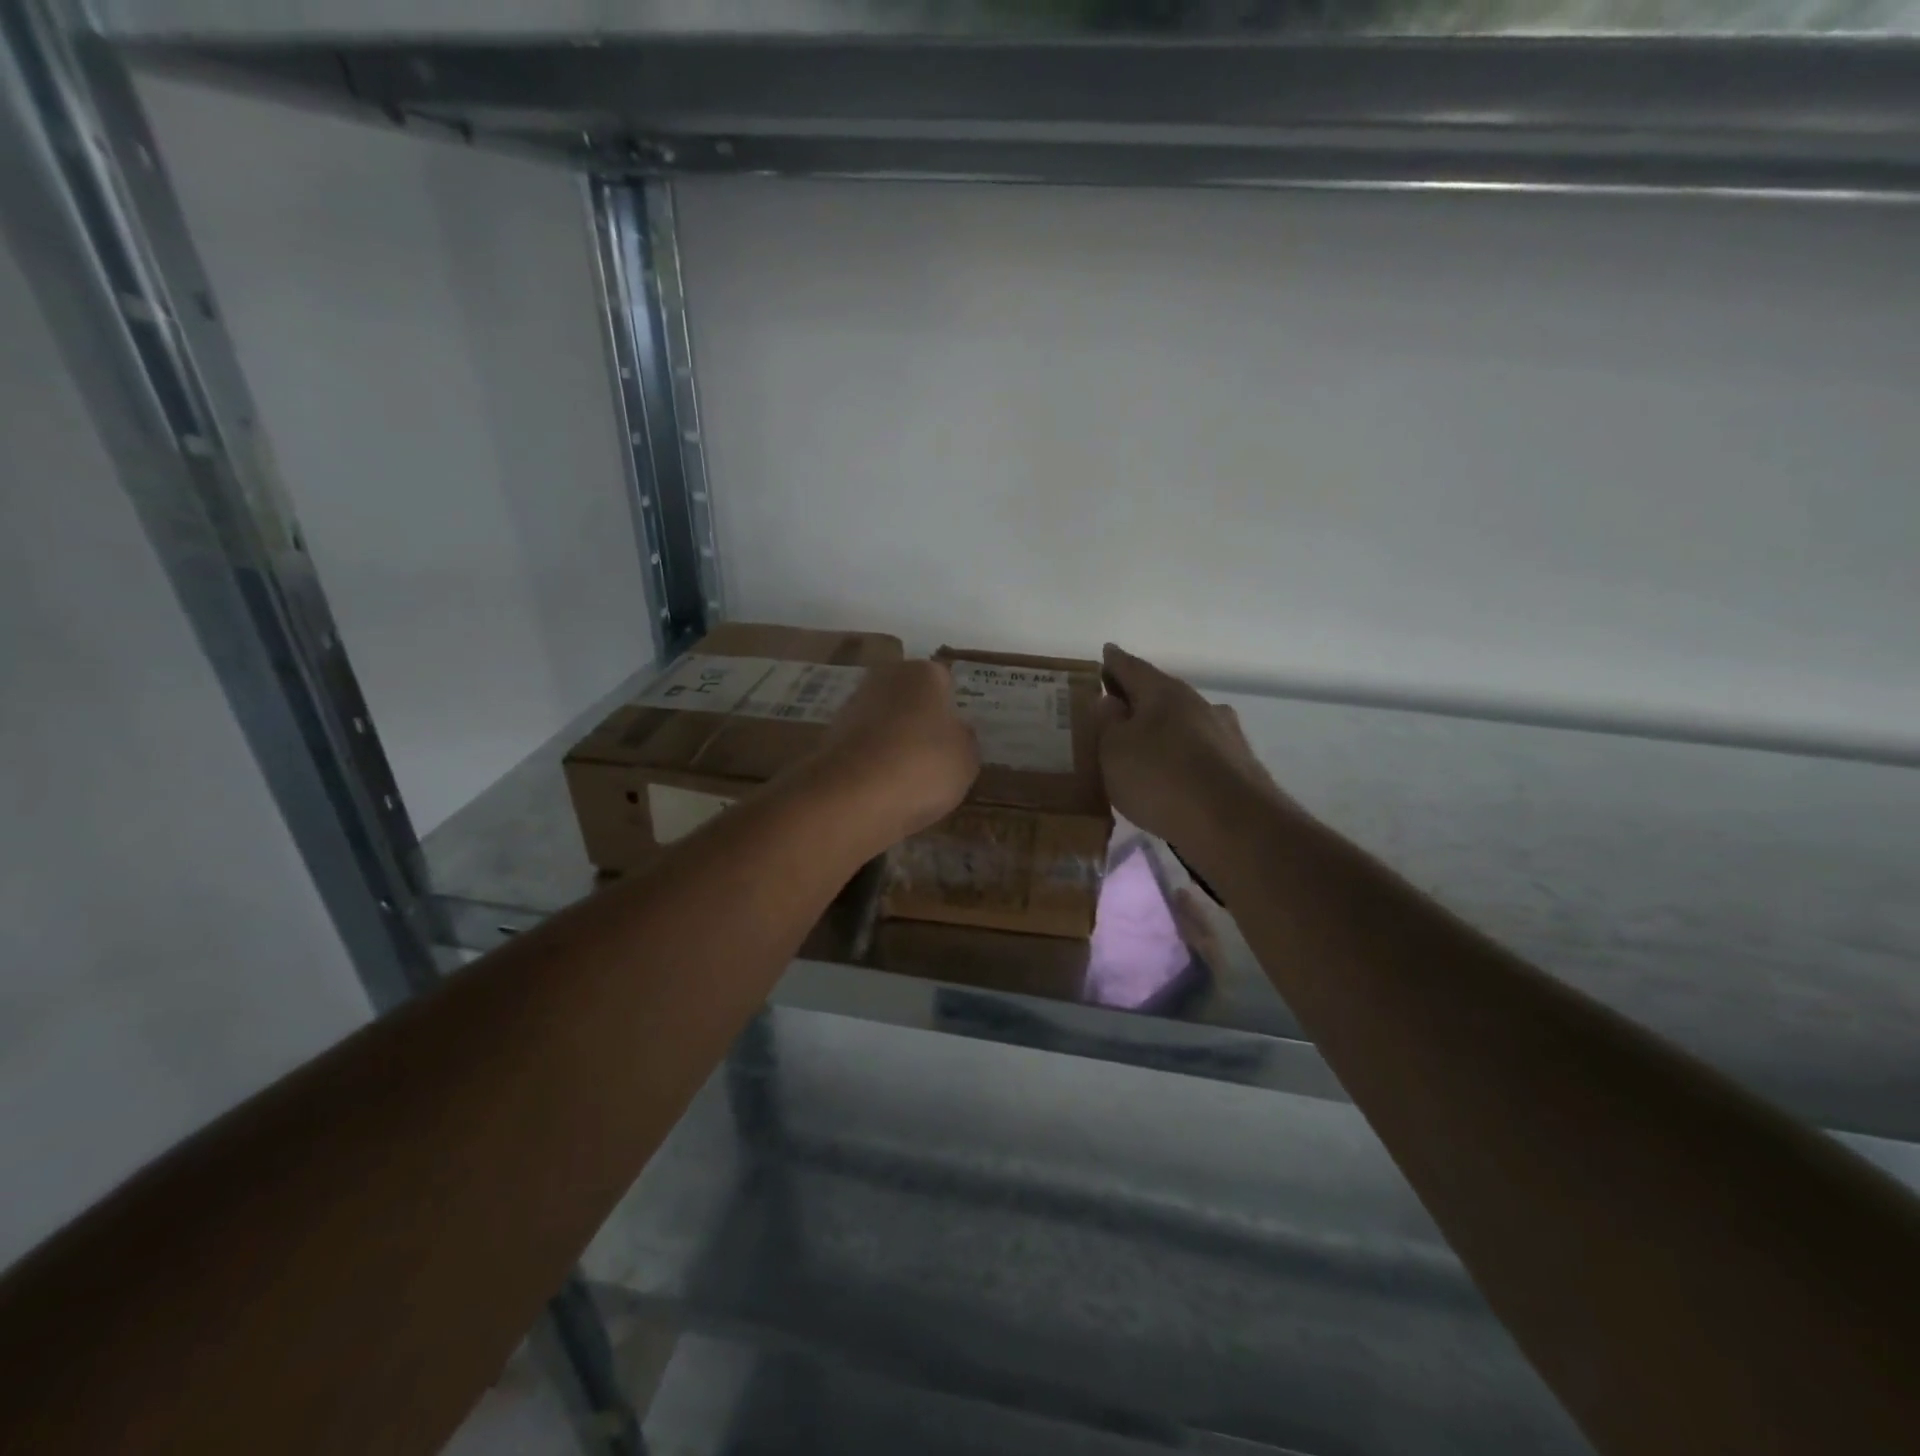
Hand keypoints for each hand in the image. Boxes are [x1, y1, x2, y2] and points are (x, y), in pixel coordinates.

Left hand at [808, 659, 978, 849]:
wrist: (853, 796)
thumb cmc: (923, 765)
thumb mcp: (967, 757)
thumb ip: (965, 739)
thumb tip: (956, 731)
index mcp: (922, 673)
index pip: (944, 681)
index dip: (953, 707)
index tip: (958, 734)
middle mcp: (884, 679)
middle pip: (909, 698)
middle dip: (920, 720)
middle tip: (937, 754)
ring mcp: (851, 707)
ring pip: (884, 722)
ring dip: (894, 741)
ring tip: (910, 778)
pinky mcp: (829, 739)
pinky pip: (865, 748)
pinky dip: (873, 762)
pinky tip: (885, 788)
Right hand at [1095, 644, 1293, 861]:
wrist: (1235, 825)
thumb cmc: (1161, 779)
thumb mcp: (1113, 751)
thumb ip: (1108, 724)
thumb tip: (1111, 702)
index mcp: (1164, 692)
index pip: (1131, 667)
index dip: (1114, 662)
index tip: (1105, 654)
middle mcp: (1198, 704)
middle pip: (1161, 694)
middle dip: (1139, 700)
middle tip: (1116, 711)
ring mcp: (1225, 734)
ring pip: (1185, 724)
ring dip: (1164, 731)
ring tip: (1144, 750)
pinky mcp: (1240, 766)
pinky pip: (1201, 754)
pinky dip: (1183, 758)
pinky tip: (1174, 777)